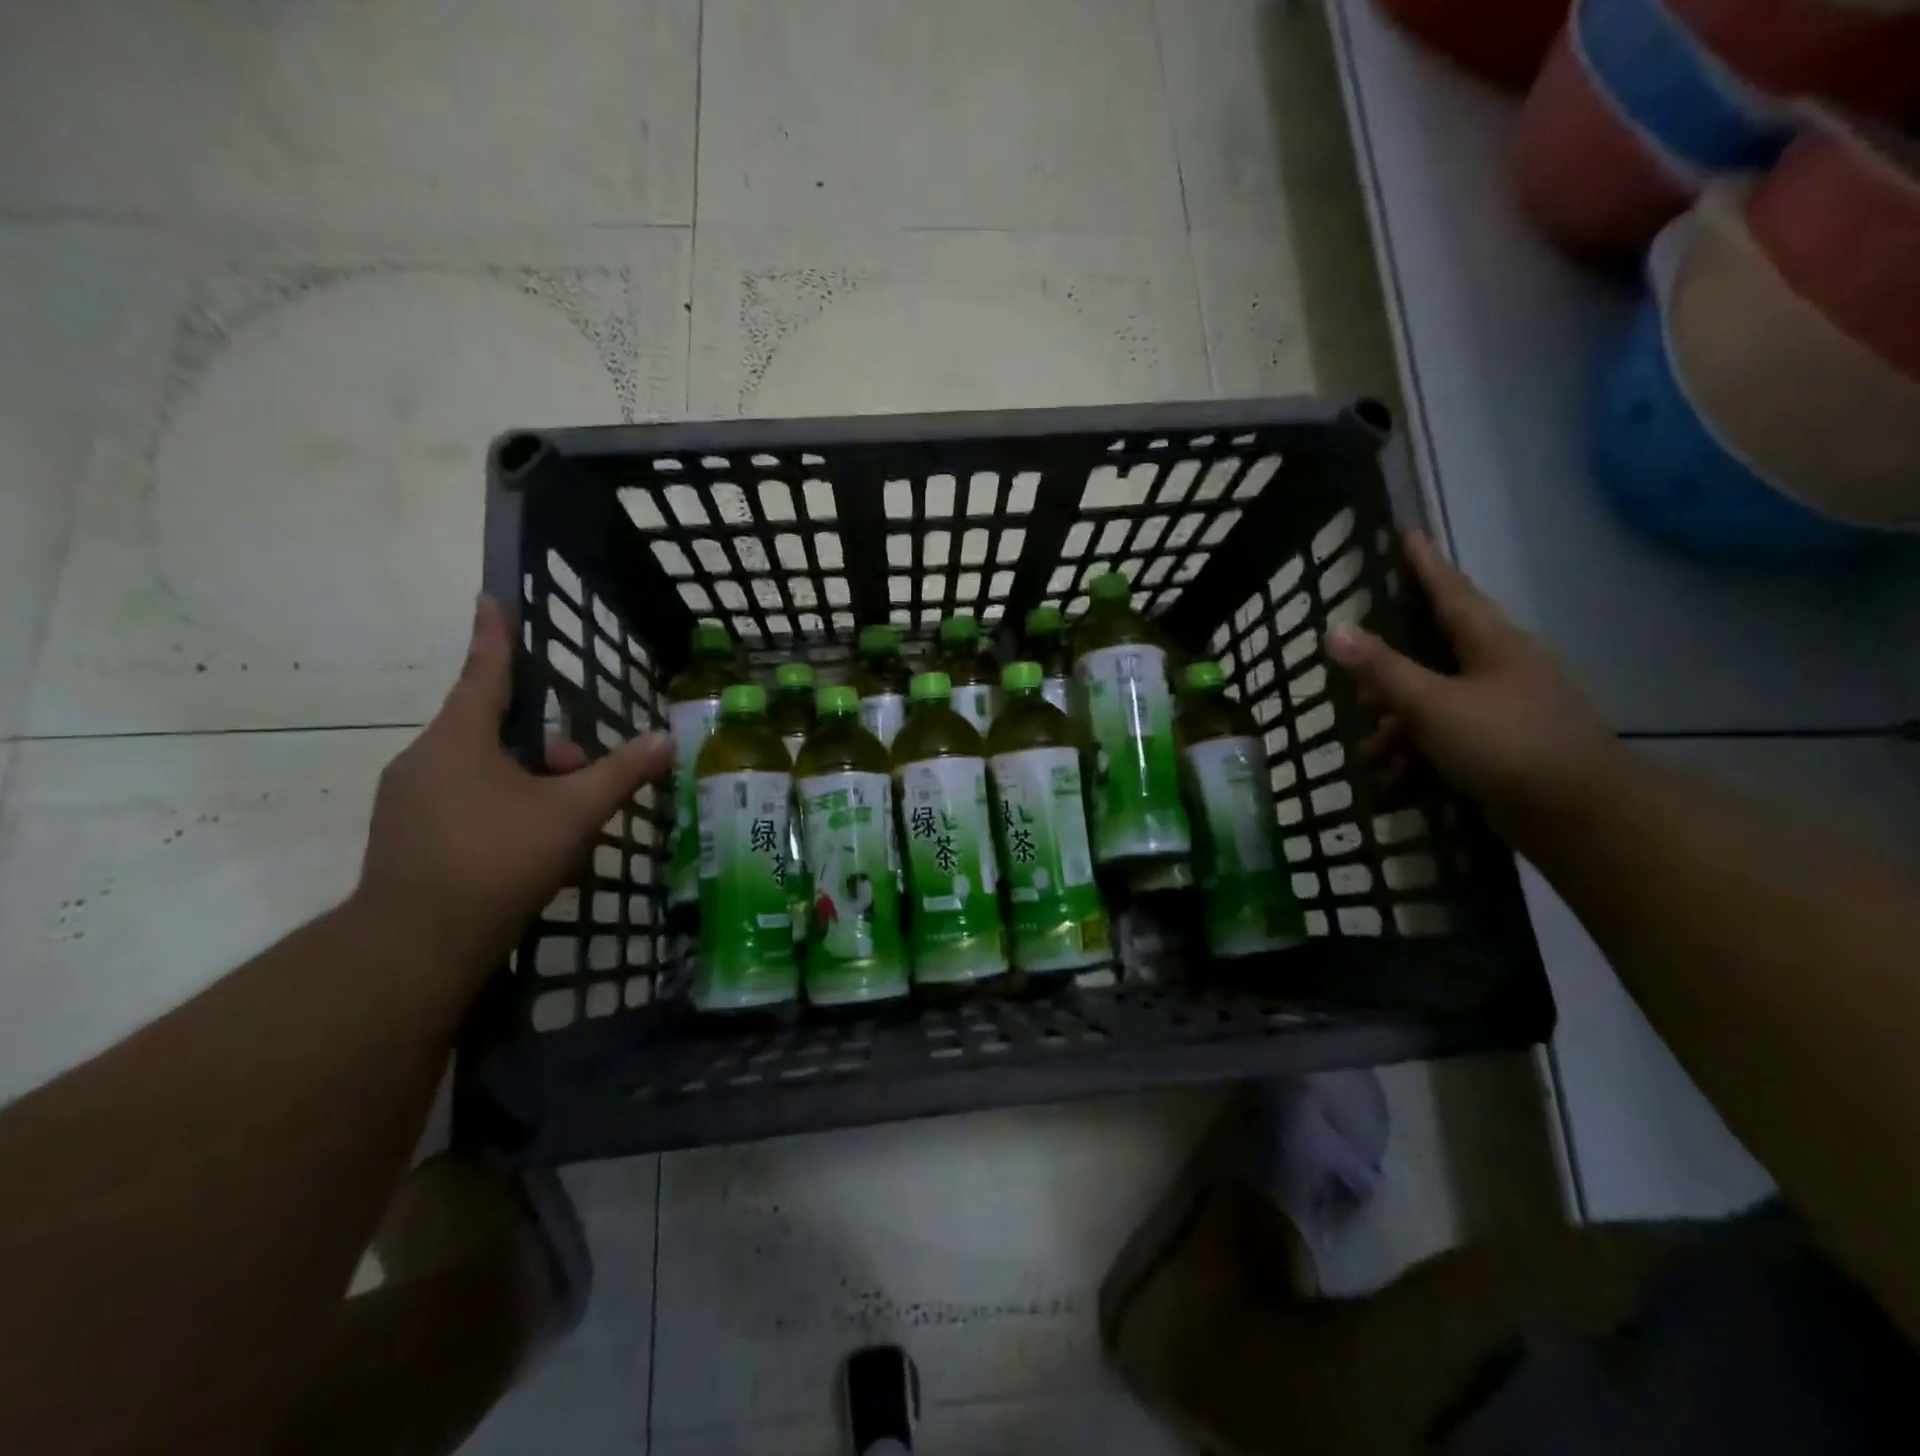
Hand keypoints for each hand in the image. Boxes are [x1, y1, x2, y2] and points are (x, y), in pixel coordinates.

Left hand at [355, 595, 671, 972]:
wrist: (417, 942)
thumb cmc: (499, 859)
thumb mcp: (574, 812)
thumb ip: (622, 772)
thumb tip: (666, 739)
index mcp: (460, 740)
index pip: (484, 673)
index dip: (494, 635)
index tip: (490, 598)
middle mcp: (425, 760)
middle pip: (493, 731)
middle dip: (544, 747)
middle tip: (581, 775)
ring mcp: (407, 800)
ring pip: (480, 770)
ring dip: (526, 782)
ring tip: (562, 823)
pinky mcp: (404, 835)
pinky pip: (462, 801)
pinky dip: (500, 809)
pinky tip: (528, 848)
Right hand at [1324, 530, 1622, 835]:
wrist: (1578, 815)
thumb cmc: (1504, 743)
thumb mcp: (1431, 704)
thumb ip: (1382, 668)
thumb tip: (1334, 628)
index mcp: (1493, 644)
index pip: (1450, 591)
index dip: (1424, 564)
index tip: (1406, 532)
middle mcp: (1501, 669)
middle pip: (1431, 654)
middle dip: (1387, 676)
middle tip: (1355, 685)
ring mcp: (1505, 709)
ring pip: (1433, 704)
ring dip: (1396, 729)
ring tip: (1369, 758)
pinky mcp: (1503, 747)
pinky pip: (1446, 739)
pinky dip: (1417, 756)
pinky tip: (1392, 784)